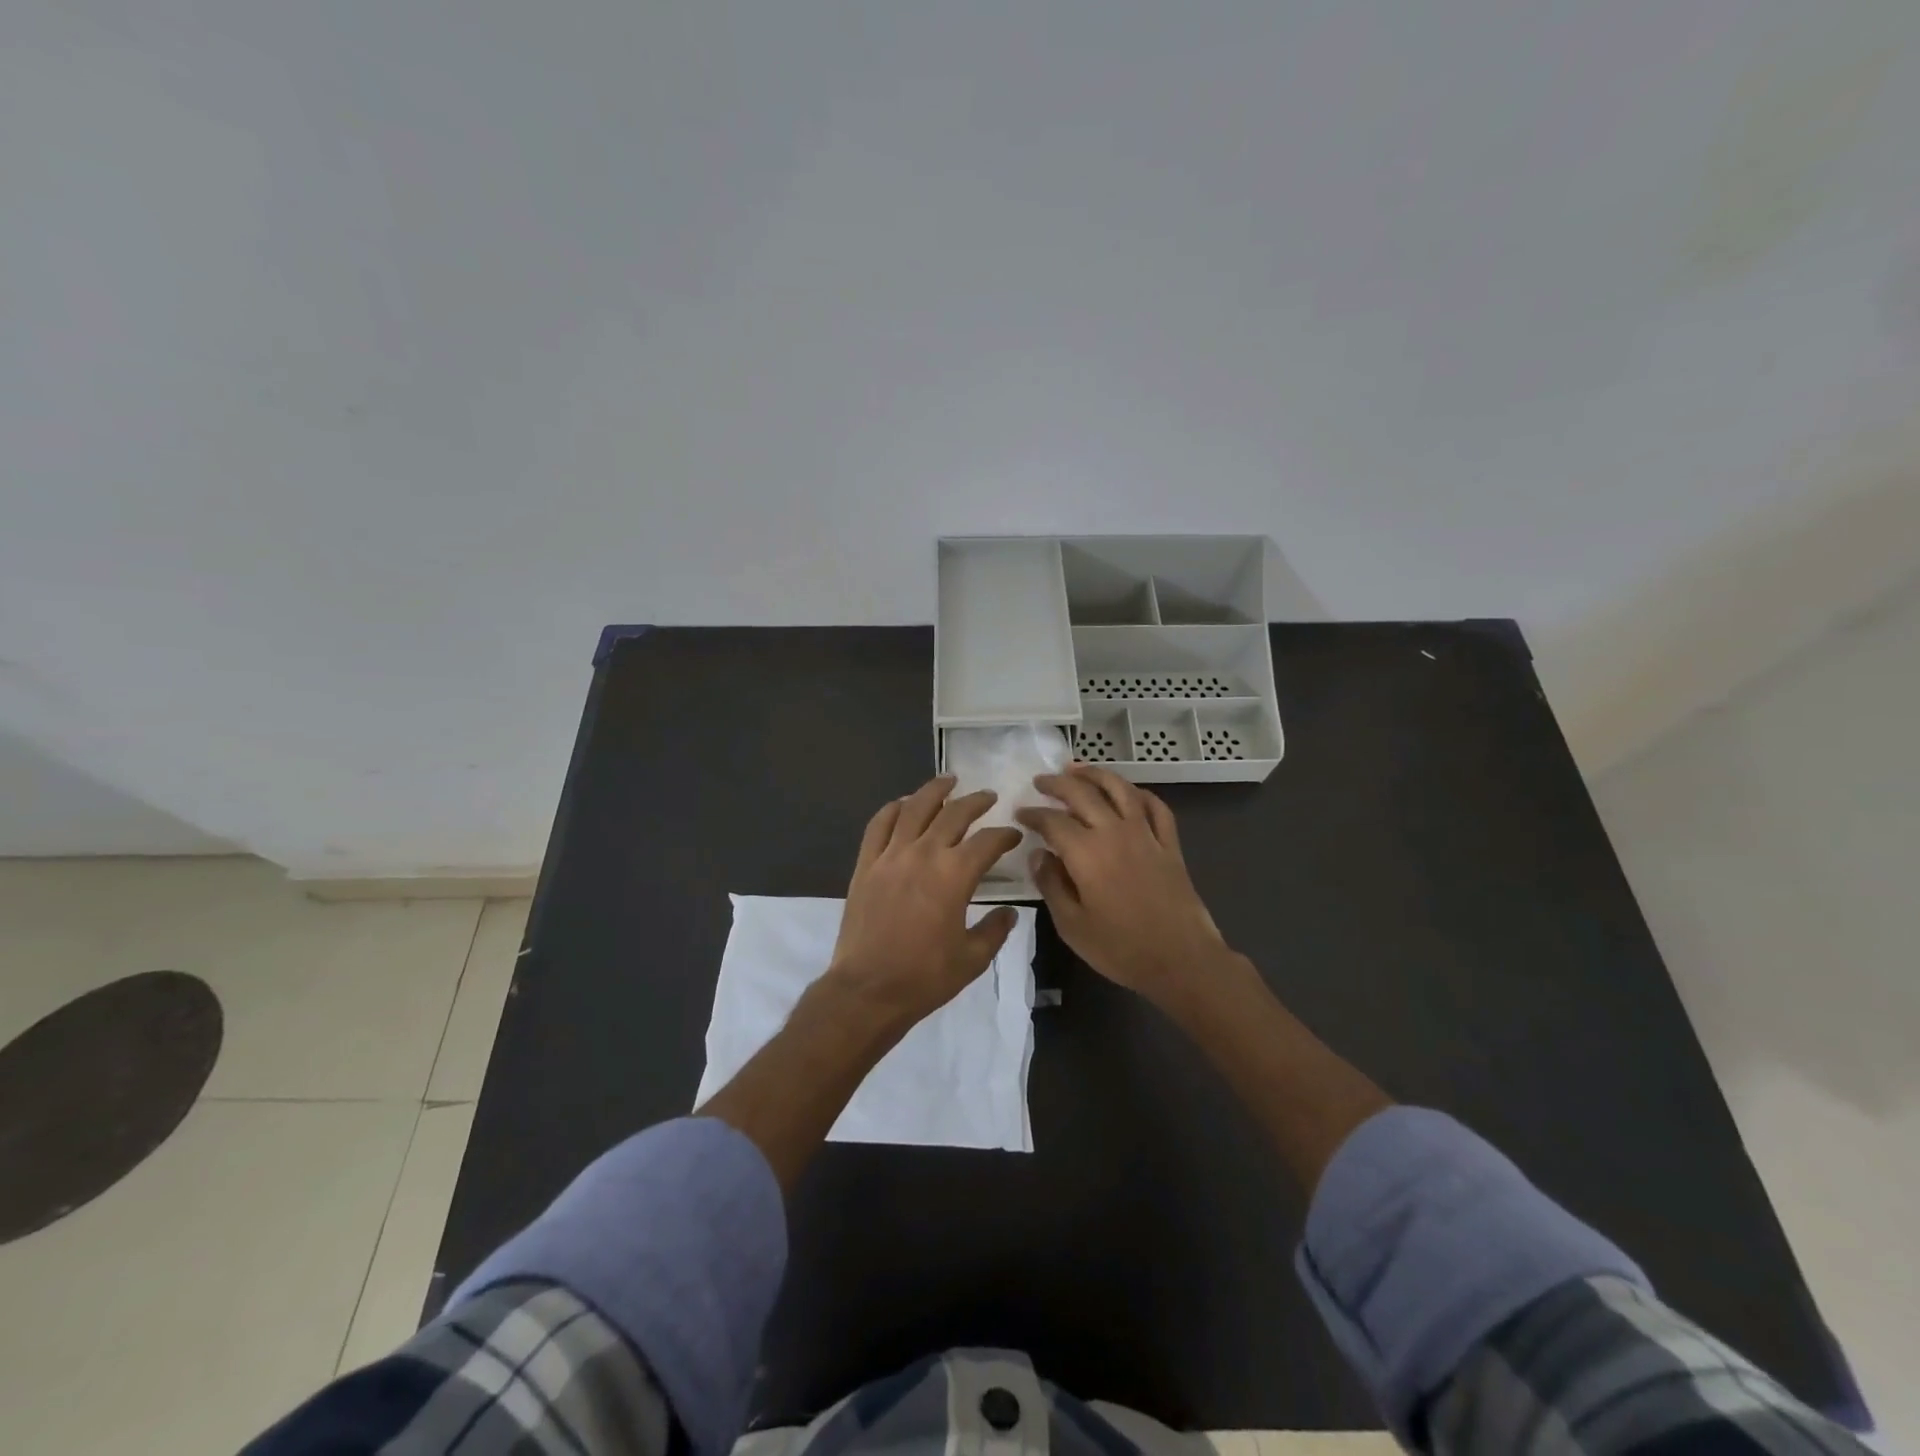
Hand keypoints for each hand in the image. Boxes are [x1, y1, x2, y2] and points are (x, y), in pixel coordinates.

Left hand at [826, 774, 1024, 1029]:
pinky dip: (893, 808)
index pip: (987, 841)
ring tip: (948, 780)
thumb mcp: (972, 958)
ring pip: (914, 808)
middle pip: (953, 814)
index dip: (1005, 835)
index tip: (1014, 835)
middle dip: (976, 802)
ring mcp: (890, 856)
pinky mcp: (866, 864)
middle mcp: (924, 854)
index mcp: (954, 875)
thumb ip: (995, 930)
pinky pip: (878, 824)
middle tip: (988, 797)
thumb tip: (1010, 913)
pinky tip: (903, 803)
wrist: (867, 990)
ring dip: (934, 791)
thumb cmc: (924, 977)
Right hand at [1017, 764, 1228, 1010]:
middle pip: (1083, 794)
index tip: (1020, 813)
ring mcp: (1146, 835)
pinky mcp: (1169, 844)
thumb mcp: (1071, 925)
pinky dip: (1139, 793)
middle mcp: (1115, 833)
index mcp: (1086, 853)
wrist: (1182, 960)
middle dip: (1057, 784)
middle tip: (1040, 781)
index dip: (1033, 814)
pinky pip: (1155, 807)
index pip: (1052, 821)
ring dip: (1096, 774)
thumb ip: (1051, 885)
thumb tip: (1037, 855)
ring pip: (1120, 789)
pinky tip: (1128, 792)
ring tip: (1077, 769)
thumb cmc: (1121, 948)